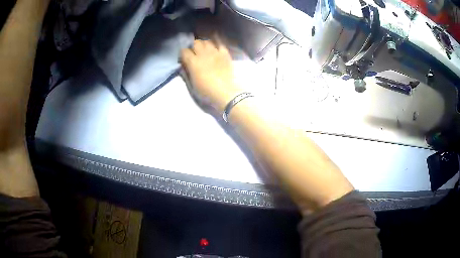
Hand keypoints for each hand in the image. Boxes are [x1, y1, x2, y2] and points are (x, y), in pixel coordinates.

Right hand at [180, 40, 242, 115]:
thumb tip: (183, 66)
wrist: (225, 93)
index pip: (184, 51)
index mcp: (193, 62)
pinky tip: (216, 46)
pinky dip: (217, 43)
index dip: (183, 54)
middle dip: (193, 46)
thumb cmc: (206, 92)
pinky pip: (220, 43)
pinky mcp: (225, 54)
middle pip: (196, 42)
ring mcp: (215, 52)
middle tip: (194, 52)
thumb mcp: (191, 85)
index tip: (184, 58)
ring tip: (205, 49)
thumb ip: (186, 73)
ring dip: (204, 44)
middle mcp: (203, 54)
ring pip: (207, 41)